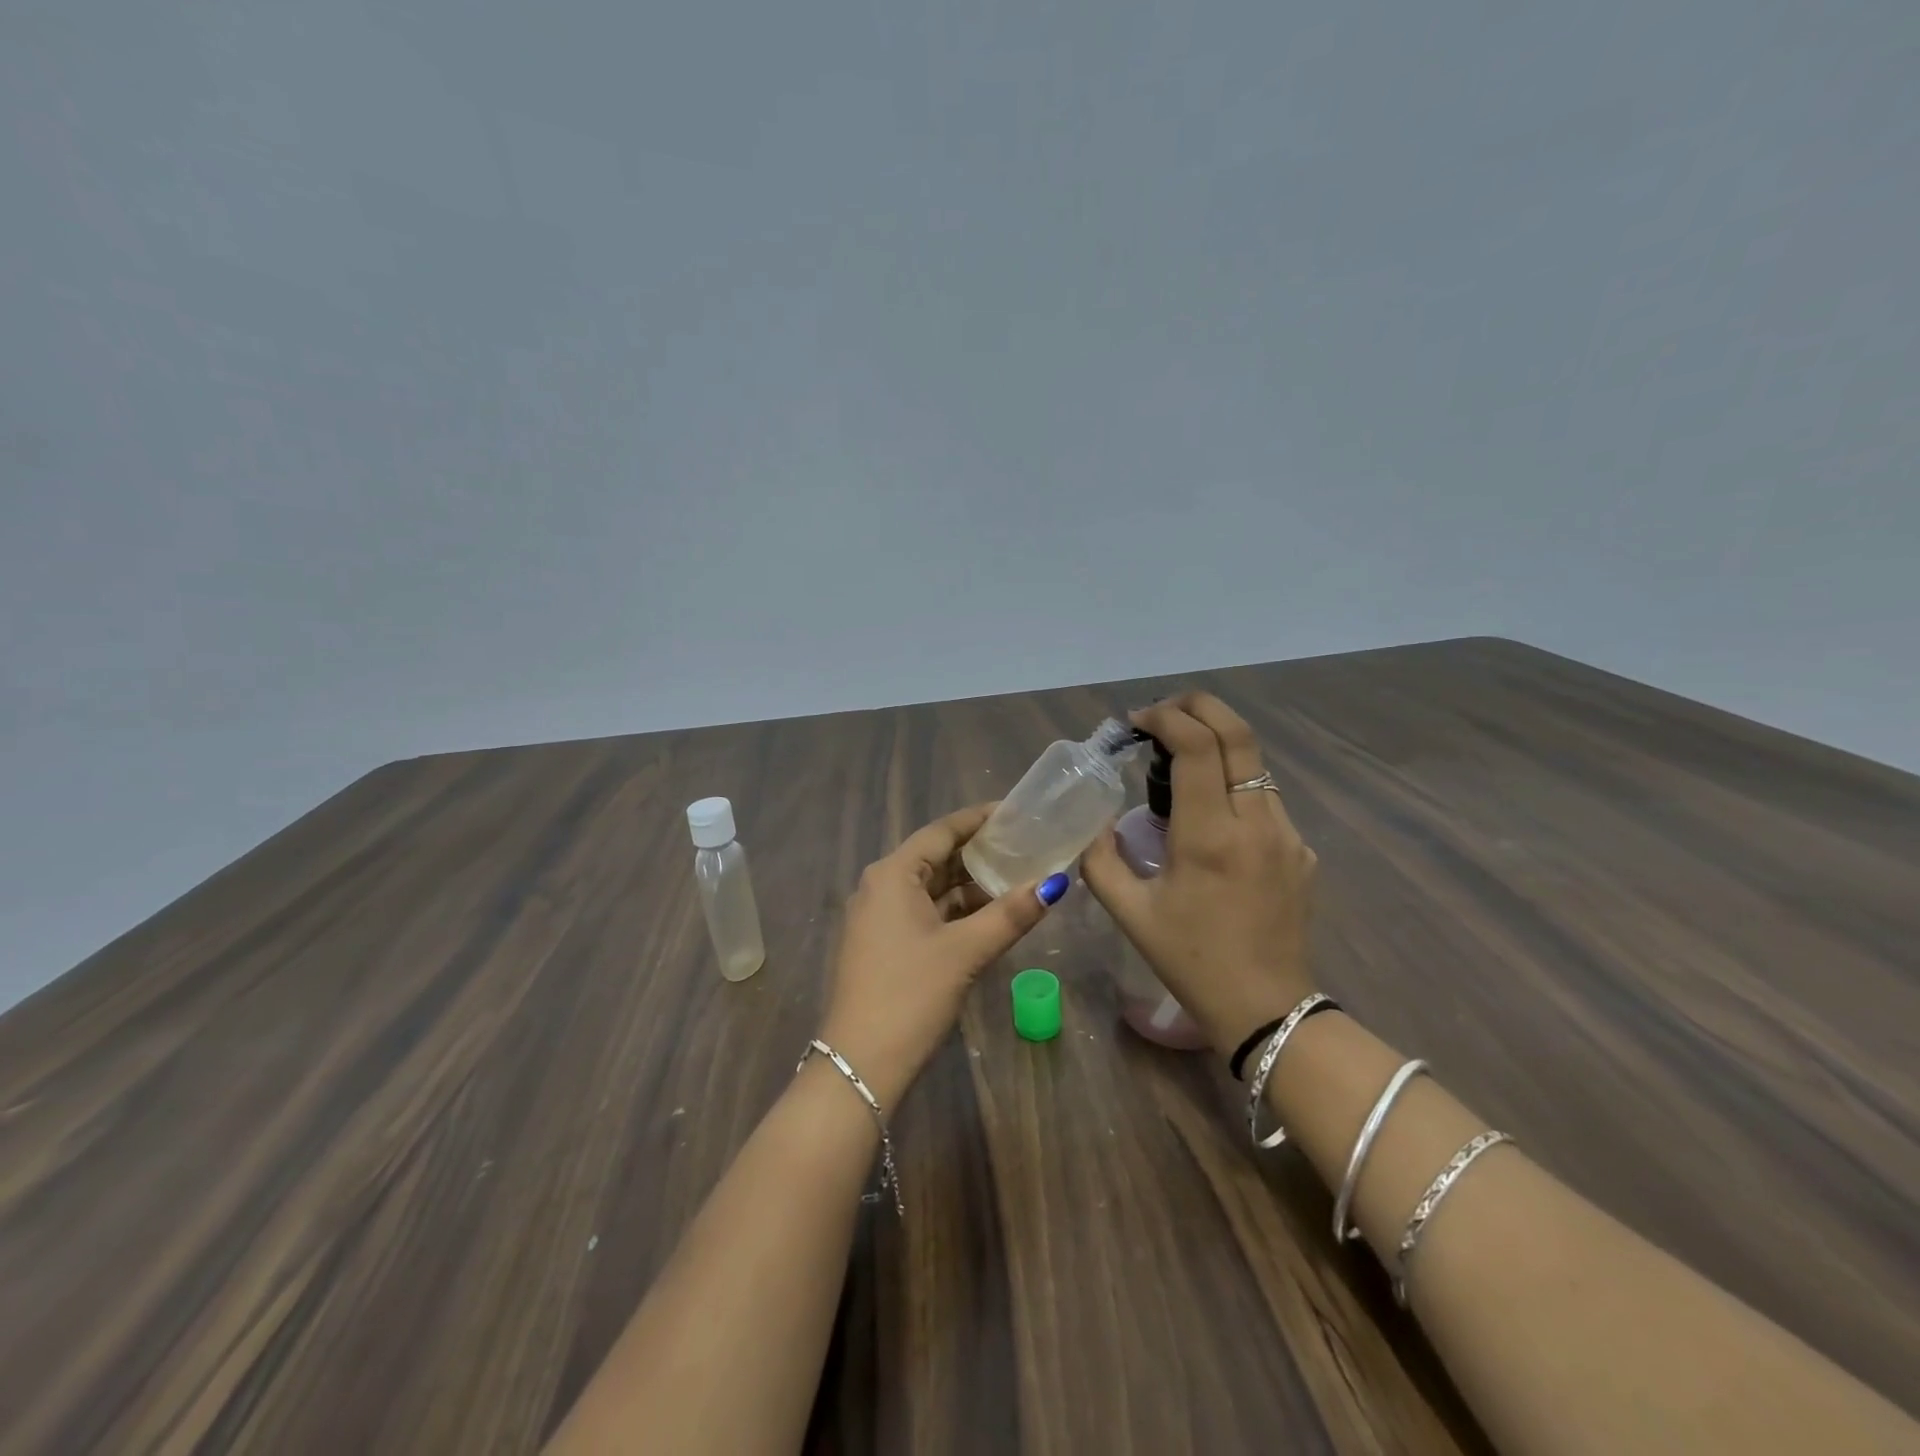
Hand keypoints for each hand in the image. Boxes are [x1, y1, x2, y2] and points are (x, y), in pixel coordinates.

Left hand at [818, 803, 1065, 1107]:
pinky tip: (989, 915)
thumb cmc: (910, 994)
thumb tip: (1055, 883)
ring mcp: (879, 917)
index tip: (1015, 811)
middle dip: (979, 853)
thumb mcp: (966, 951)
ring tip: (1017, 877)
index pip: (941, 831)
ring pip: (932, 888)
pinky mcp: (883, 944)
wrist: (859, 1064)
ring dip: (970, 885)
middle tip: (1025, 845)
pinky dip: (955, 910)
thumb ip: (1011, 914)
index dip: (979, 819)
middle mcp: (880, 886)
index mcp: (892, 874)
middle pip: (936, 857)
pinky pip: (924, 912)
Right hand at [1080, 692, 1318, 1055]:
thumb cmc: (1190, 960)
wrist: (1267, 1009)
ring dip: (1216, 746)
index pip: (1196, 746)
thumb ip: (1100, 859)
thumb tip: (1094, 822)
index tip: (1136, 723)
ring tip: (1178, 763)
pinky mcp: (1302, 850)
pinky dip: (1232, 785)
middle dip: (1197, 707)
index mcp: (1210, 835)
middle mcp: (1257, 822)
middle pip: (1238, 733)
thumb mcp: (1130, 913)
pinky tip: (1210, 815)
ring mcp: (1288, 834)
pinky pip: (1265, 799)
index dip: (1164, 719)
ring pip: (1254, 763)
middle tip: (1161, 714)